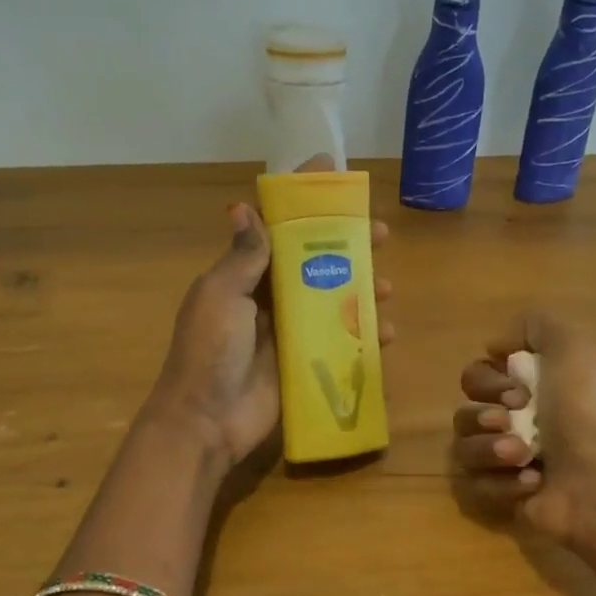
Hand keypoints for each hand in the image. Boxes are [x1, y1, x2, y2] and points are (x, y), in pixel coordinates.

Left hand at [147, 157, 391, 466]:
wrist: (207, 421)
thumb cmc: (209, 351)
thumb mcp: (220, 296)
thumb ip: (241, 258)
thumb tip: (244, 207)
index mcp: (245, 277)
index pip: (277, 230)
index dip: (303, 203)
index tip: (334, 174)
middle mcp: (269, 300)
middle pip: (314, 263)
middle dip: (348, 245)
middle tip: (381, 235)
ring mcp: (289, 334)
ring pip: (333, 301)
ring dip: (363, 290)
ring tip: (388, 287)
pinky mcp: (305, 365)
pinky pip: (340, 343)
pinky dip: (364, 336)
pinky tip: (386, 333)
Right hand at [452, 312, 595, 572]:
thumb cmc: (582, 413)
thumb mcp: (572, 347)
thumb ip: (535, 325)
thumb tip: (495, 347)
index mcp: (524, 389)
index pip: (473, 378)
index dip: (486, 383)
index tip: (517, 392)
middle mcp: (510, 424)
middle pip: (462, 414)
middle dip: (481, 417)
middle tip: (510, 422)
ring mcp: (502, 463)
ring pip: (462, 450)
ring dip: (490, 449)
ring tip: (524, 456)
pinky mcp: (499, 498)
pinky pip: (472, 486)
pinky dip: (500, 483)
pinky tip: (531, 483)